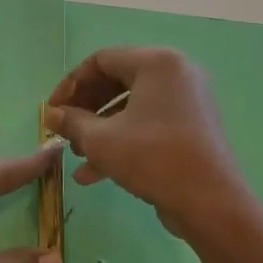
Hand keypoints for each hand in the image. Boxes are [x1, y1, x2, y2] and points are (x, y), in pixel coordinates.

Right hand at [46, 47, 250, 243]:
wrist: (210, 202)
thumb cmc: (152, 158)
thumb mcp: (101, 140)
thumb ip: (72, 121)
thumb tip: (51, 114)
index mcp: (157, 63)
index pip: (101, 60)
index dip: (71, 85)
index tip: (52, 110)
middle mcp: (176, 74)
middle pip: (117, 81)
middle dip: (86, 109)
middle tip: (65, 131)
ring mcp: (188, 101)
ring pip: (132, 107)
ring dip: (100, 129)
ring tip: (78, 155)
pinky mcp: (193, 127)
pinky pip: (149, 124)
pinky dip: (123, 140)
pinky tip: (95, 173)